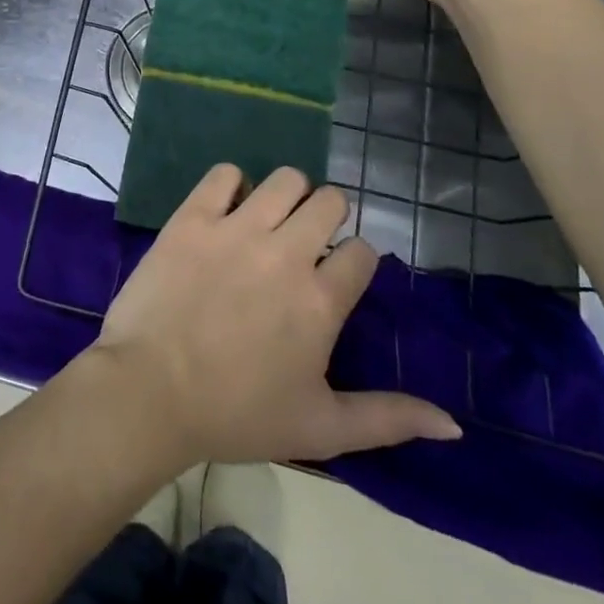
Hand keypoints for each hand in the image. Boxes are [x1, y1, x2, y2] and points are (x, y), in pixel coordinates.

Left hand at [92, 165, 460, 465]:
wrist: (151, 391)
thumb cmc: (237, 414)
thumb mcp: (321, 429)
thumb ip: (388, 419)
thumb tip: (453, 423)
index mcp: (322, 301)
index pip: (363, 252)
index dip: (355, 261)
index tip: (337, 276)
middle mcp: (287, 253)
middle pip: (330, 201)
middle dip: (327, 216)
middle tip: (305, 242)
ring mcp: (238, 228)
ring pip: (286, 179)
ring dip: (288, 194)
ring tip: (271, 220)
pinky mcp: (194, 216)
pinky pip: (224, 174)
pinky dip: (232, 184)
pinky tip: (227, 209)